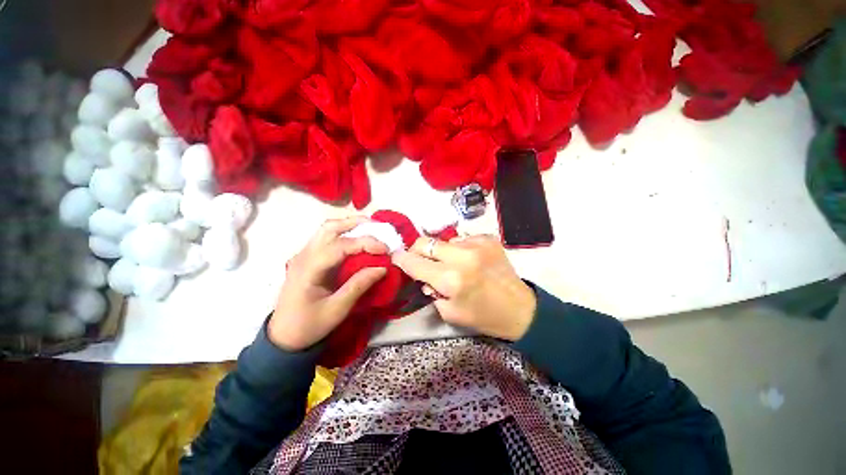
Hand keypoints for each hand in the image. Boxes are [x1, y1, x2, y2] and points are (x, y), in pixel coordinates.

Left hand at [269, 216, 387, 350]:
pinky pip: (326, 237)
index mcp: (309, 270)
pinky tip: (357, 238)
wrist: (284, 336)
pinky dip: (344, 233)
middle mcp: (304, 256)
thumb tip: (382, 267)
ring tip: (371, 229)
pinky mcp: (308, 258)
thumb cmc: (310, 326)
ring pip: (327, 229)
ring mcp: (304, 255)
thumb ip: (359, 285)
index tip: (385, 249)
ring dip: (350, 225)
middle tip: (379, 228)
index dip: (365, 243)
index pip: (340, 246)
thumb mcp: (338, 309)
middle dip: (356, 223)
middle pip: (329, 228)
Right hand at [392, 235, 535, 340]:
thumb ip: (431, 291)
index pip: (415, 262)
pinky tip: (469, 260)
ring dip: (442, 252)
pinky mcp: (488, 238)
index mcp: (450, 279)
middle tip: (421, 260)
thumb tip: (423, 275)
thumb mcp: (449, 313)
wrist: (520, 309)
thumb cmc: (483, 316)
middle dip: (417, 251)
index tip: (396, 257)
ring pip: (444, 240)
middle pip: (425, 242)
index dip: (401, 259)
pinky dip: (460, 249)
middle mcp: (462, 256)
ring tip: (453, 264)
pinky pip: (462, 239)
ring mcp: (476, 244)